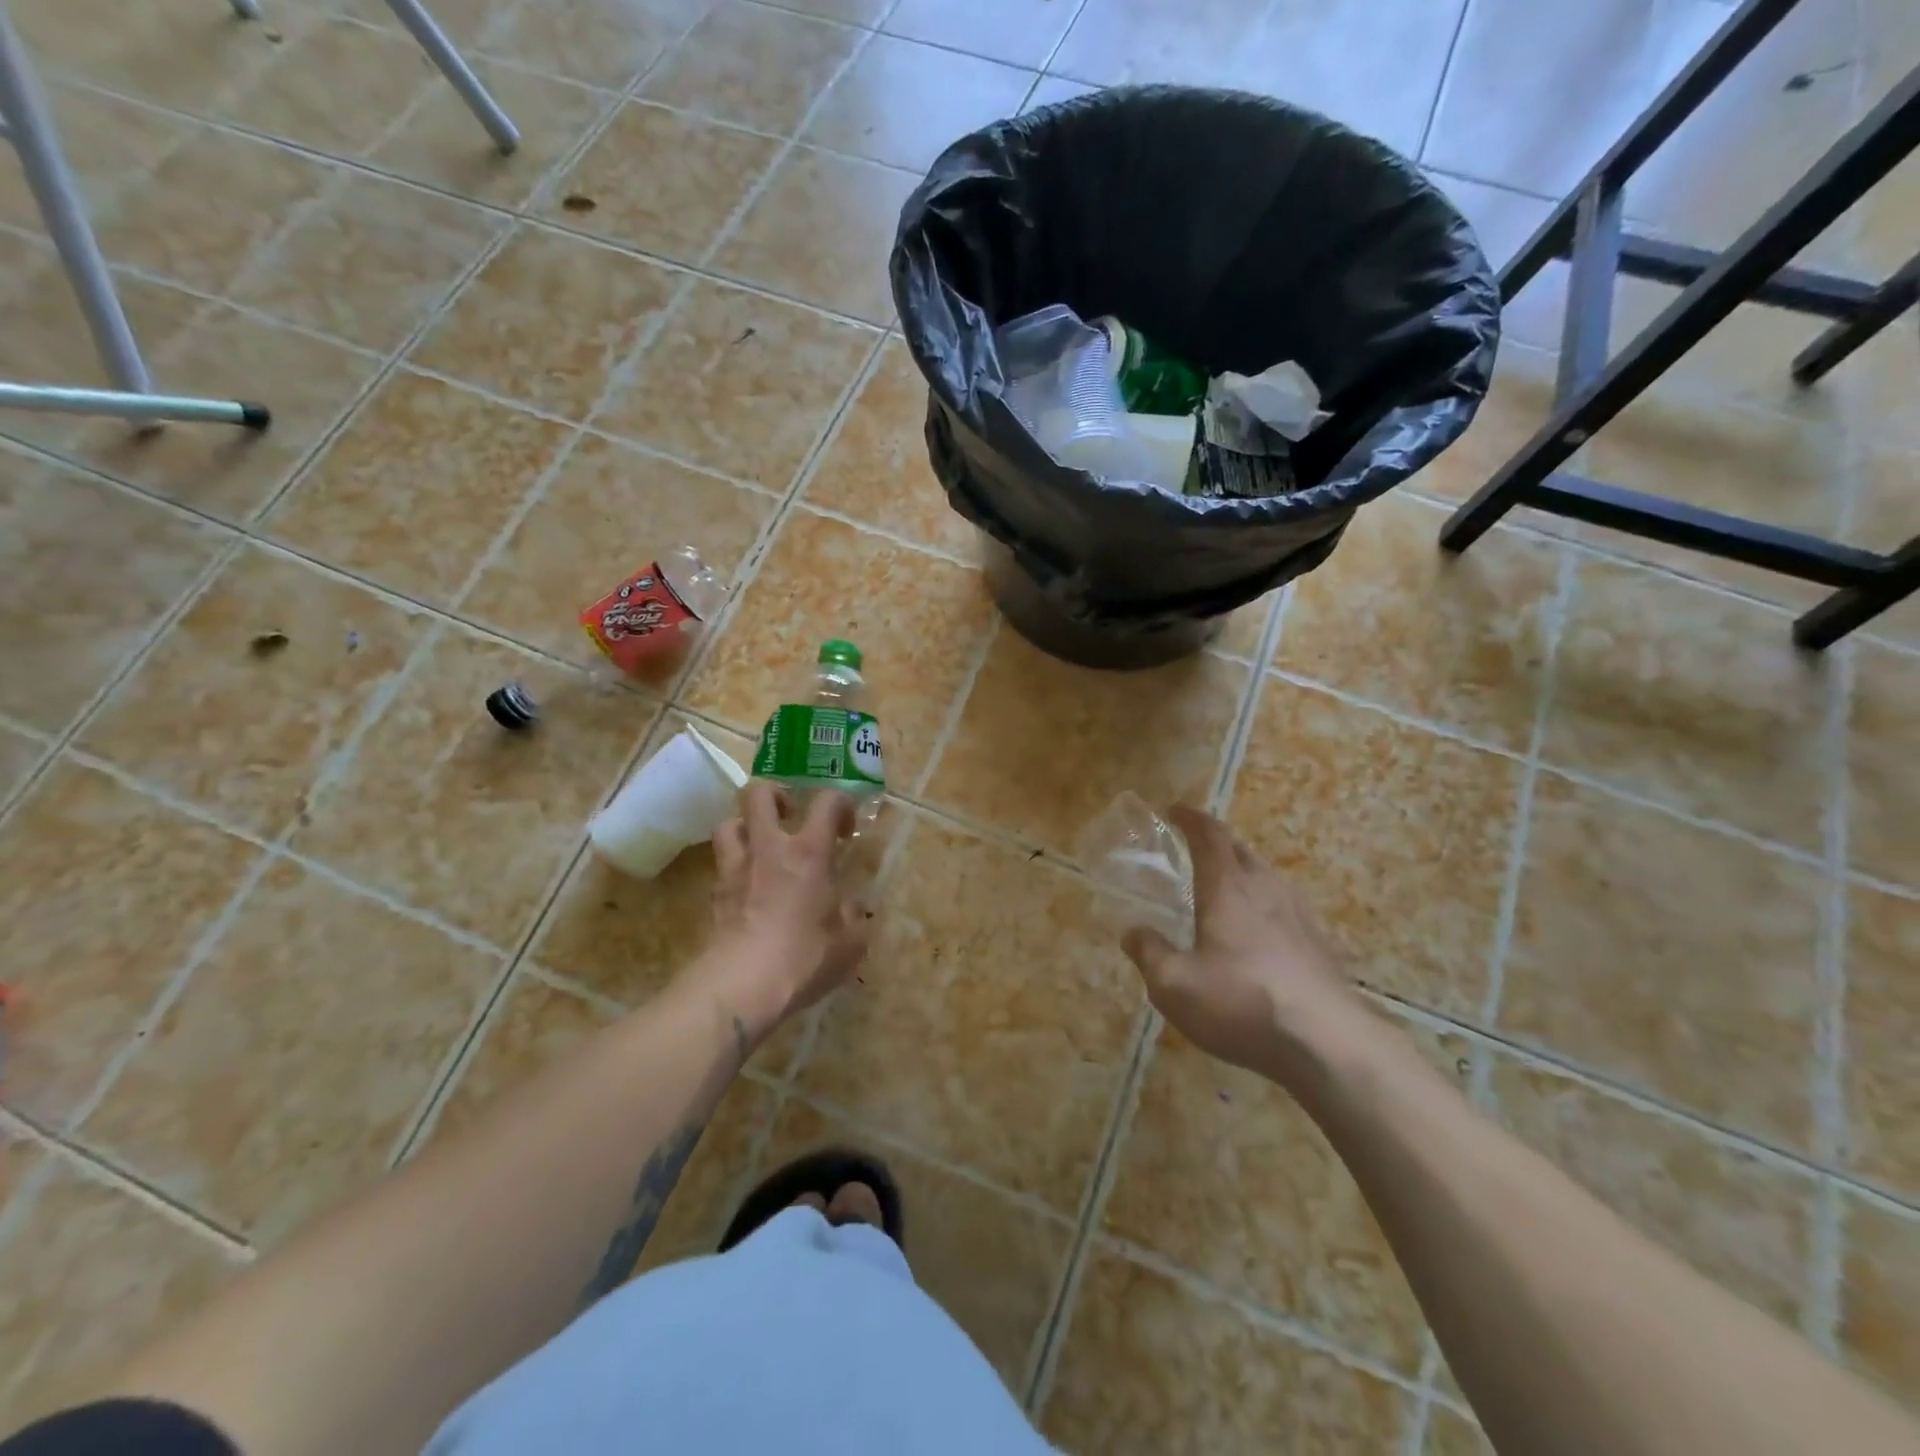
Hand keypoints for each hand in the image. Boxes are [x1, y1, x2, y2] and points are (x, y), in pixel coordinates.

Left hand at [705, 781, 870, 1041]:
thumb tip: (853, 908)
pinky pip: (721, 865)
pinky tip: (747, 888)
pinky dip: (734, 867)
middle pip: (758, 793)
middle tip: (790, 815)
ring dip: (745, 827)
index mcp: (810, 852)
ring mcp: (736, 868)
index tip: (845, 828)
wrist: (743, 985)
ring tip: (761, 847)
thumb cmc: (804, 957)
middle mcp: (769, 848)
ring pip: (729, 823)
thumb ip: (854, 919)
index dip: (841, 803)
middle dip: (775, 794)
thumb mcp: (849, 944)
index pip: (827, 801)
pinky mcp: (714, 894)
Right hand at [1121, 804, 1357, 1077]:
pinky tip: (1257, 931)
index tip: (1174, 810)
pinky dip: (1262, 903)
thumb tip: (1132, 932)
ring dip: (1241, 870)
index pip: (1209, 835)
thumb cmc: (1241, 1002)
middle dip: (1215, 840)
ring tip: (1223, 886)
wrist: (1328, 1043)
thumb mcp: (1174, 985)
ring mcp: (1298, 915)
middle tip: (1193, 846)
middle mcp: (1265, 889)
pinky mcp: (1318, 943)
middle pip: (1240, 849)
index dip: (1190, 818)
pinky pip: (1283, 906)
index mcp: (1227, 887)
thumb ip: (1149, 953)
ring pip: (1265, 876)